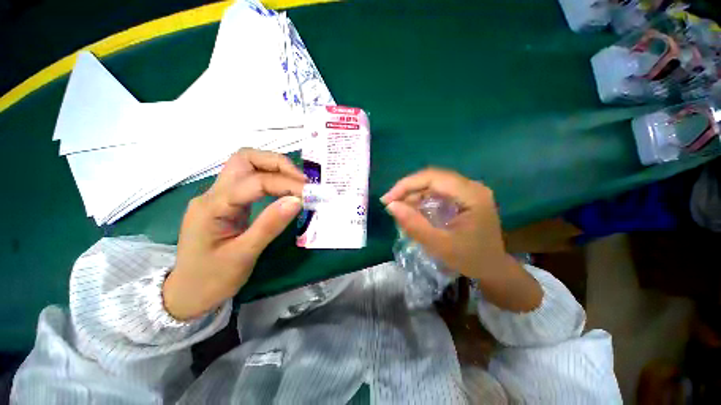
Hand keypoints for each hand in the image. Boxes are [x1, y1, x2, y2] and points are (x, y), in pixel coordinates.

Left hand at [163, 149, 304, 319]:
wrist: (187, 294)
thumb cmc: (211, 279)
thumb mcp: (243, 255)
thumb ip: (270, 225)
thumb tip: (297, 201)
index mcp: (213, 206)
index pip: (255, 182)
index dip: (285, 183)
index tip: (309, 193)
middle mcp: (213, 193)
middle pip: (245, 159)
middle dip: (278, 163)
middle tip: (302, 181)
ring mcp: (219, 196)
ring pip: (247, 165)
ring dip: (275, 168)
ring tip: (297, 183)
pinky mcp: (228, 202)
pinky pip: (251, 180)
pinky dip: (271, 179)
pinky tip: (285, 190)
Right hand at [382, 168, 541, 311]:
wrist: (492, 268)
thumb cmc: (470, 259)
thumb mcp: (440, 246)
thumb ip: (414, 225)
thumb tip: (391, 206)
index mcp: (472, 195)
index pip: (433, 178)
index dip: (406, 185)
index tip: (387, 199)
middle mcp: (471, 186)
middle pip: (432, 178)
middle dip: (407, 189)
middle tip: (390, 204)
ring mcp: (468, 190)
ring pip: (432, 183)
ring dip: (413, 194)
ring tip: (399, 208)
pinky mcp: (463, 196)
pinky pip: (436, 191)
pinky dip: (421, 199)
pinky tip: (412, 209)